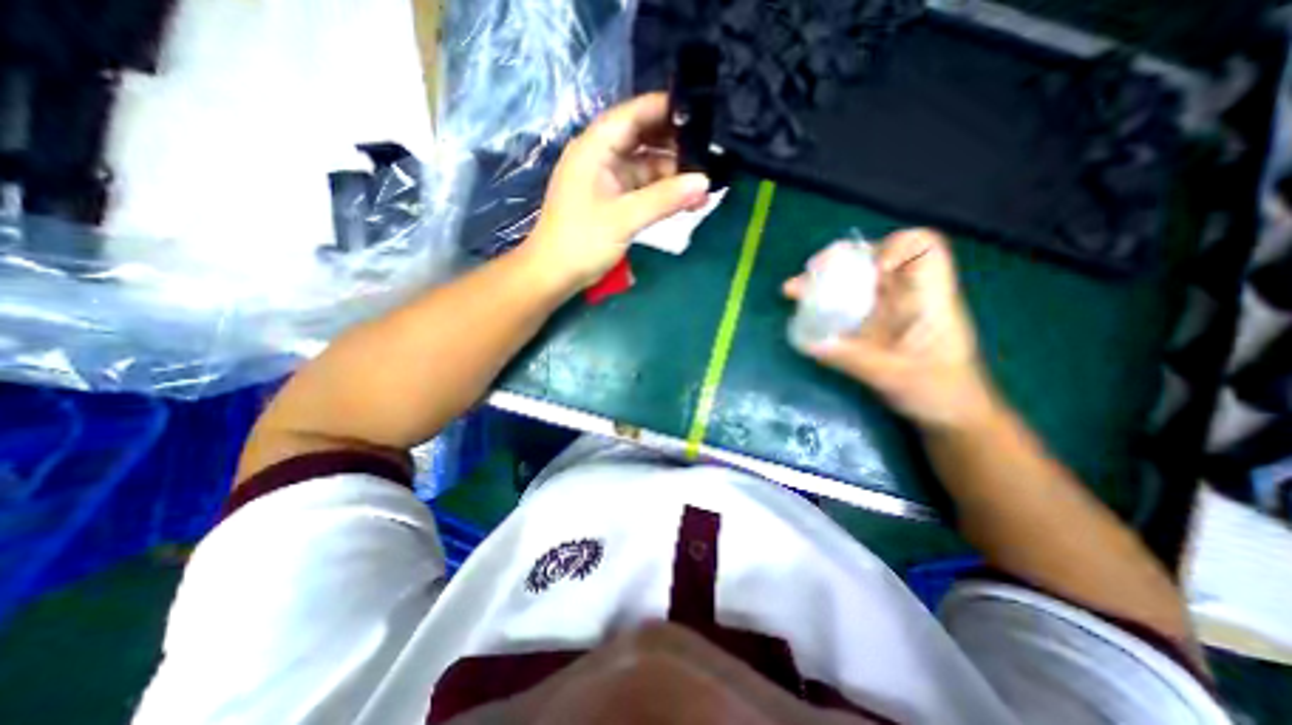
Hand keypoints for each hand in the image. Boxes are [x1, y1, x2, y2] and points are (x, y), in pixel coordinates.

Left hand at [518, 92, 710, 290]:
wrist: (554, 274)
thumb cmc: (582, 241)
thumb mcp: (624, 218)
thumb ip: (664, 198)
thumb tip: (704, 183)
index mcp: (595, 148)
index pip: (634, 114)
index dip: (666, 109)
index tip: (702, 113)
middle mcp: (601, 157)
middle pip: (643, 139)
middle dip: (675, 146)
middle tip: (711, 154)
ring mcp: (607, 179)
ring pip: (646, 166)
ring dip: (673, 176)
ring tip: (705, 187)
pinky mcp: (612, 200)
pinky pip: (642, 188)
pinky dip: (662, 194)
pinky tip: (687, 202)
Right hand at [776, 228, 996, 433]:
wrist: (949, 415)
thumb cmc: (940, 392)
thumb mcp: (897, 377)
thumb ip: (855, 359)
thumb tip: (810, 343)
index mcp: (929, 297)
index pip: (923, 248)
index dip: (893, 246)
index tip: (866, 268)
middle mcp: (908, 296)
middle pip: (876, 260)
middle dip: (839, 262)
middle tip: (809, 274)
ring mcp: (889, 311)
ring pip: (856, 283)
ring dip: (824, 283)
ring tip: (794, 291)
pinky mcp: (874, 327)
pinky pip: (847, 306)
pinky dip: (825, 305)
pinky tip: (805, 314)